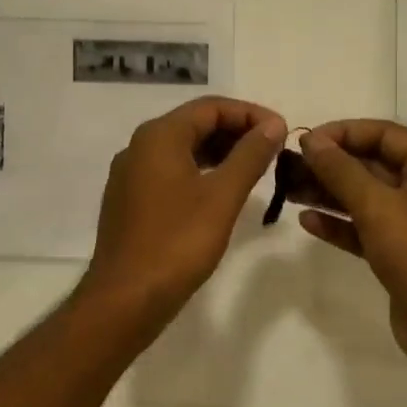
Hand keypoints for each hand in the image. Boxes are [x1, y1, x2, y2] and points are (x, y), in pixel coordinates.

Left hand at [80, 96, 286, 331]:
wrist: (125, 299)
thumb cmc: (177, 243)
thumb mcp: (222, 196)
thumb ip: (250, 155)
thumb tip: (273, 125)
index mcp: (159, 136)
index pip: (210, 107)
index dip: (250, 114)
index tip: (281, 130)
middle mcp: (139, 146)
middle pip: (194, 124)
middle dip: (236, 131)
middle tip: (273, 149)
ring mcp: (130, 174)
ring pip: (182, 148)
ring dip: (220, 152)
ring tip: (256, 168)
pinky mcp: (130, 200)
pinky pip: (170, 171)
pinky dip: (200, 171)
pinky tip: (222, 191)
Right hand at [291, 120, 406, 380]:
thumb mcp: (378, 206)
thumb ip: (341, 170)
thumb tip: (311, 140)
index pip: (383, 134)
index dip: (342, 133)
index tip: (303, 141)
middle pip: (372, 164)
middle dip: (330, 164)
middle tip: (288, 167)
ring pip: (366, 197)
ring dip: (329, 192)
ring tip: (289, 190)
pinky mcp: (403, 254)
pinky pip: (366, 228)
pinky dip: (340, 224)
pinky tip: (308, 222)